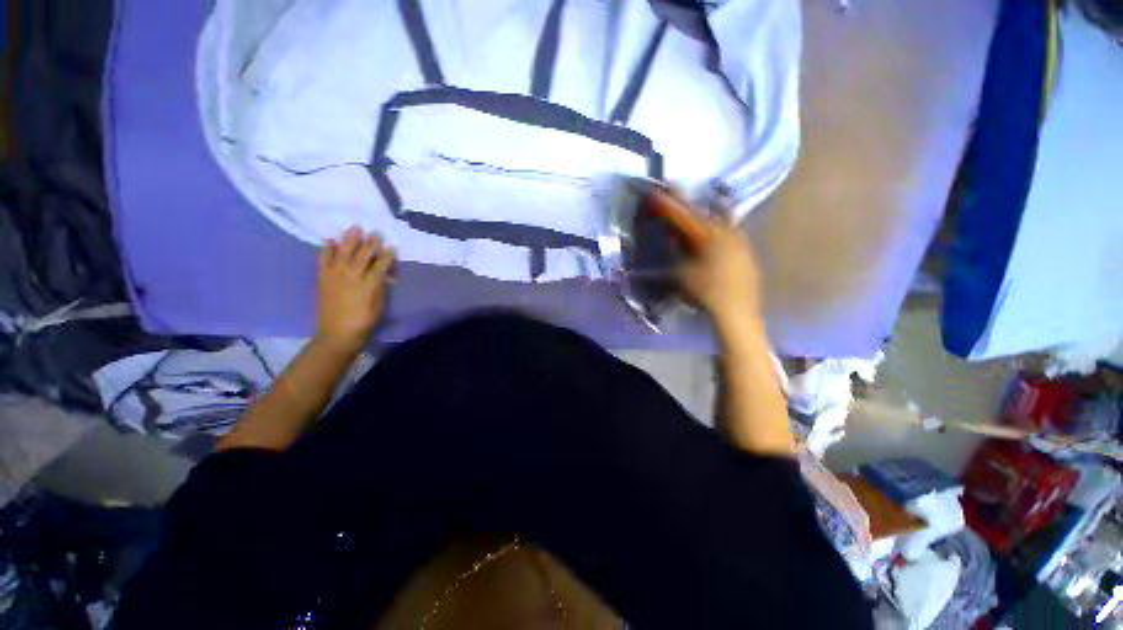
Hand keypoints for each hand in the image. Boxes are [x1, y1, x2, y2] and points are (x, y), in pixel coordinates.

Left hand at [314, 227, 395, 355]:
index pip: (380, 265)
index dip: (387, 256)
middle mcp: (351, 276)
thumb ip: (382, 287)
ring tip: (355, 228)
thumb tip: (385, 275)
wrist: (337, 334)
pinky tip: (330, 241)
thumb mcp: (380, 305)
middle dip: (371, 243)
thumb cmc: (365, 322)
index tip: (392, 248)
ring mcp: (335, 275)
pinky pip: (324, 259)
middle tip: (376, 233)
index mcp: (369, 284)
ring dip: (349, 239)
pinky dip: (327, 249)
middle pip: (362, 255)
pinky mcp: (322, 278)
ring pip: (343, 252)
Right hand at [676, 207, 762, 327]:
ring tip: (691, 219)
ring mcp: (741, 242)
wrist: (737, 312)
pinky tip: (710, 239)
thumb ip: (677, 251)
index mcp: (710, 235)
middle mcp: (728, 232)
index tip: (656, 193)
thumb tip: (673, 237)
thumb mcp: (682, 272)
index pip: (684, 216)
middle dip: (687, 208)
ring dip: (702, 219)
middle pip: (704, 215)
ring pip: (719, 223)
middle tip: (674, 201)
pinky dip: (716, 232)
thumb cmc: (705, 292)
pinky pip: (729, 234)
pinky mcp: (747, 253)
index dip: (668, 205)